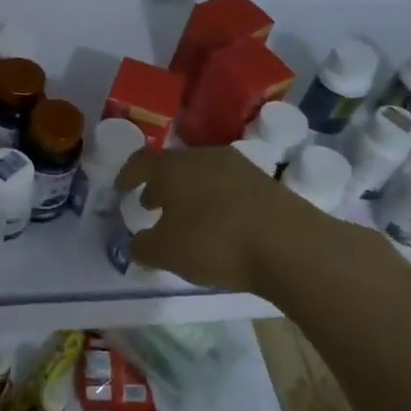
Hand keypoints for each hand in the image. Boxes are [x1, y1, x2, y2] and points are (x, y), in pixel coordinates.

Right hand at [116, 146, 319, 292]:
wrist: (289, 244)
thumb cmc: (214, 242)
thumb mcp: (166, 253)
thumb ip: (143, 247)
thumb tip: (137, 244)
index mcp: (173, 168)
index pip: (141, 162)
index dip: (128, 175)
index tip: (121, 188)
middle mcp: (204, 157)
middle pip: (174, 166)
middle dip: (160, 184)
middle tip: (151, 203)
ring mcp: (239, 166)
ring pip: (203, 174)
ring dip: (190, 192)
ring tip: (185, 216)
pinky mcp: (265, 183)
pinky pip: (228, 187)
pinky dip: (215, 201)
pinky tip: (218, 224)